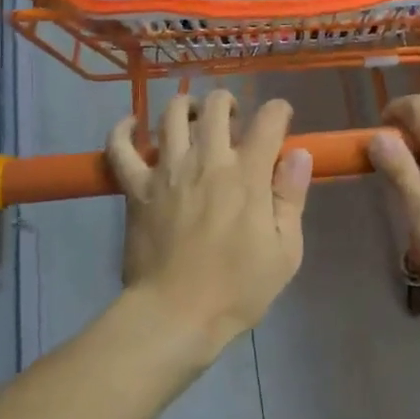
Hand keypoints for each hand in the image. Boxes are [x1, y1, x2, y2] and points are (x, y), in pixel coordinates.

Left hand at [106, 90, 311, 352]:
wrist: (175, 316)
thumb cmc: (238, 289)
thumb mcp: (285, 251)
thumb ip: (292, 197)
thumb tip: (299, 154)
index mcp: (247, 175)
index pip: (269, 120)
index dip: (280, 110)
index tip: (282, 119)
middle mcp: (207, 161)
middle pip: (216, 107)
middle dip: (229, 101)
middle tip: (235, 119)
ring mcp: (167, 171)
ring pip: (171, 115)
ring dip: (186, 106)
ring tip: (194, 116)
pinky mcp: (135, 188)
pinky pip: (120, 149)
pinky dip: (123, 130)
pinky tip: (131, 124)